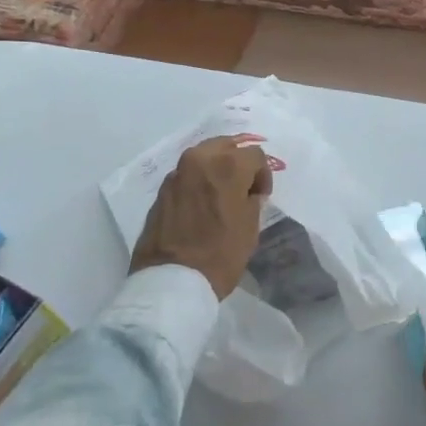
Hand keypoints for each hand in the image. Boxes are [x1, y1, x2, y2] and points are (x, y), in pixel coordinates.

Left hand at [130, 137, 272, 299]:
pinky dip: (198, 181)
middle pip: (226, 145)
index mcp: (228, 165)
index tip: (261, 196)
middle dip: (238, 162)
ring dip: (216, 168)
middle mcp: (200, 160)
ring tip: (221, 194)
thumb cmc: (220, 253)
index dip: (263, 175)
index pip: (255, 155)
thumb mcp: (250, 226)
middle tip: (243, 186)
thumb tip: (248, 192)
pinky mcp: (162, 189)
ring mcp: (177, 173)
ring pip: (204, 156)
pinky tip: (202, 203)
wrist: (171, 280)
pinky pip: (187, 174)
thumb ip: (252, 199)